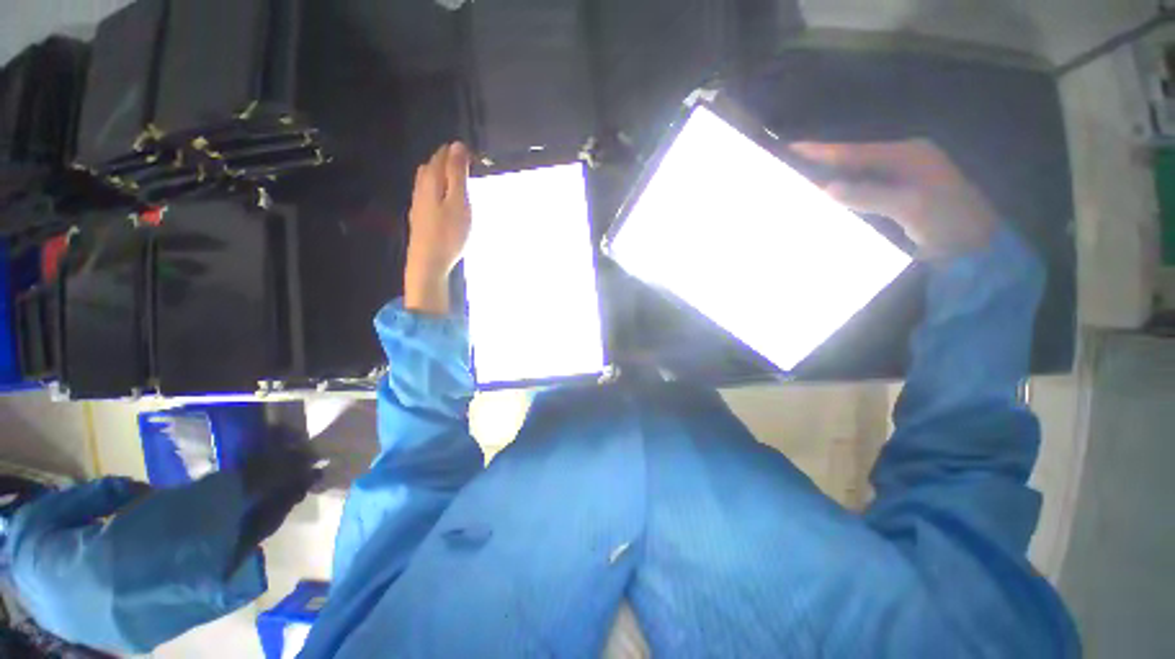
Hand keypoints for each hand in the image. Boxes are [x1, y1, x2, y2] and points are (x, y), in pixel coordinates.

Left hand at [405, 142, 472, 313]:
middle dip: (449, 160)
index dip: (458, 152)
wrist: (428, 262)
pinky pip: (428, 192)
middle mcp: (421, 187)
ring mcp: (418, 202)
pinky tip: (445, 199)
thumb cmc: (449, 233)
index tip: (475, 157)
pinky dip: (439, 188)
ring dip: (443, 174)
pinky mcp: (420, 216)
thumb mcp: (459, 202)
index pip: (443, 155)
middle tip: (468, 166)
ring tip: (459, 179)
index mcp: (432, 180)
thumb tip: (457, 146)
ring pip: (428, 179)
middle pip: (433, 165)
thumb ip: (457, 174)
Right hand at [791, 139, 998, 259]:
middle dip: (822, 165)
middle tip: (788, 170)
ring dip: (829, 181)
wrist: (978, 248)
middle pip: (853, 161)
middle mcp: (901, 162)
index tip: (790, 150)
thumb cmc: (950, 222)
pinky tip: (825, 203)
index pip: (855, 151)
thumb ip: (871, 195)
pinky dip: (842, 197)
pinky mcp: (896, 199)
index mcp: (907, 155)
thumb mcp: (912, 205)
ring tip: (799, 185)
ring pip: (856, 177)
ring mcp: (899, 181)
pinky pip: (862, 193)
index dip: (822, 150)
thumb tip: (827, 188)